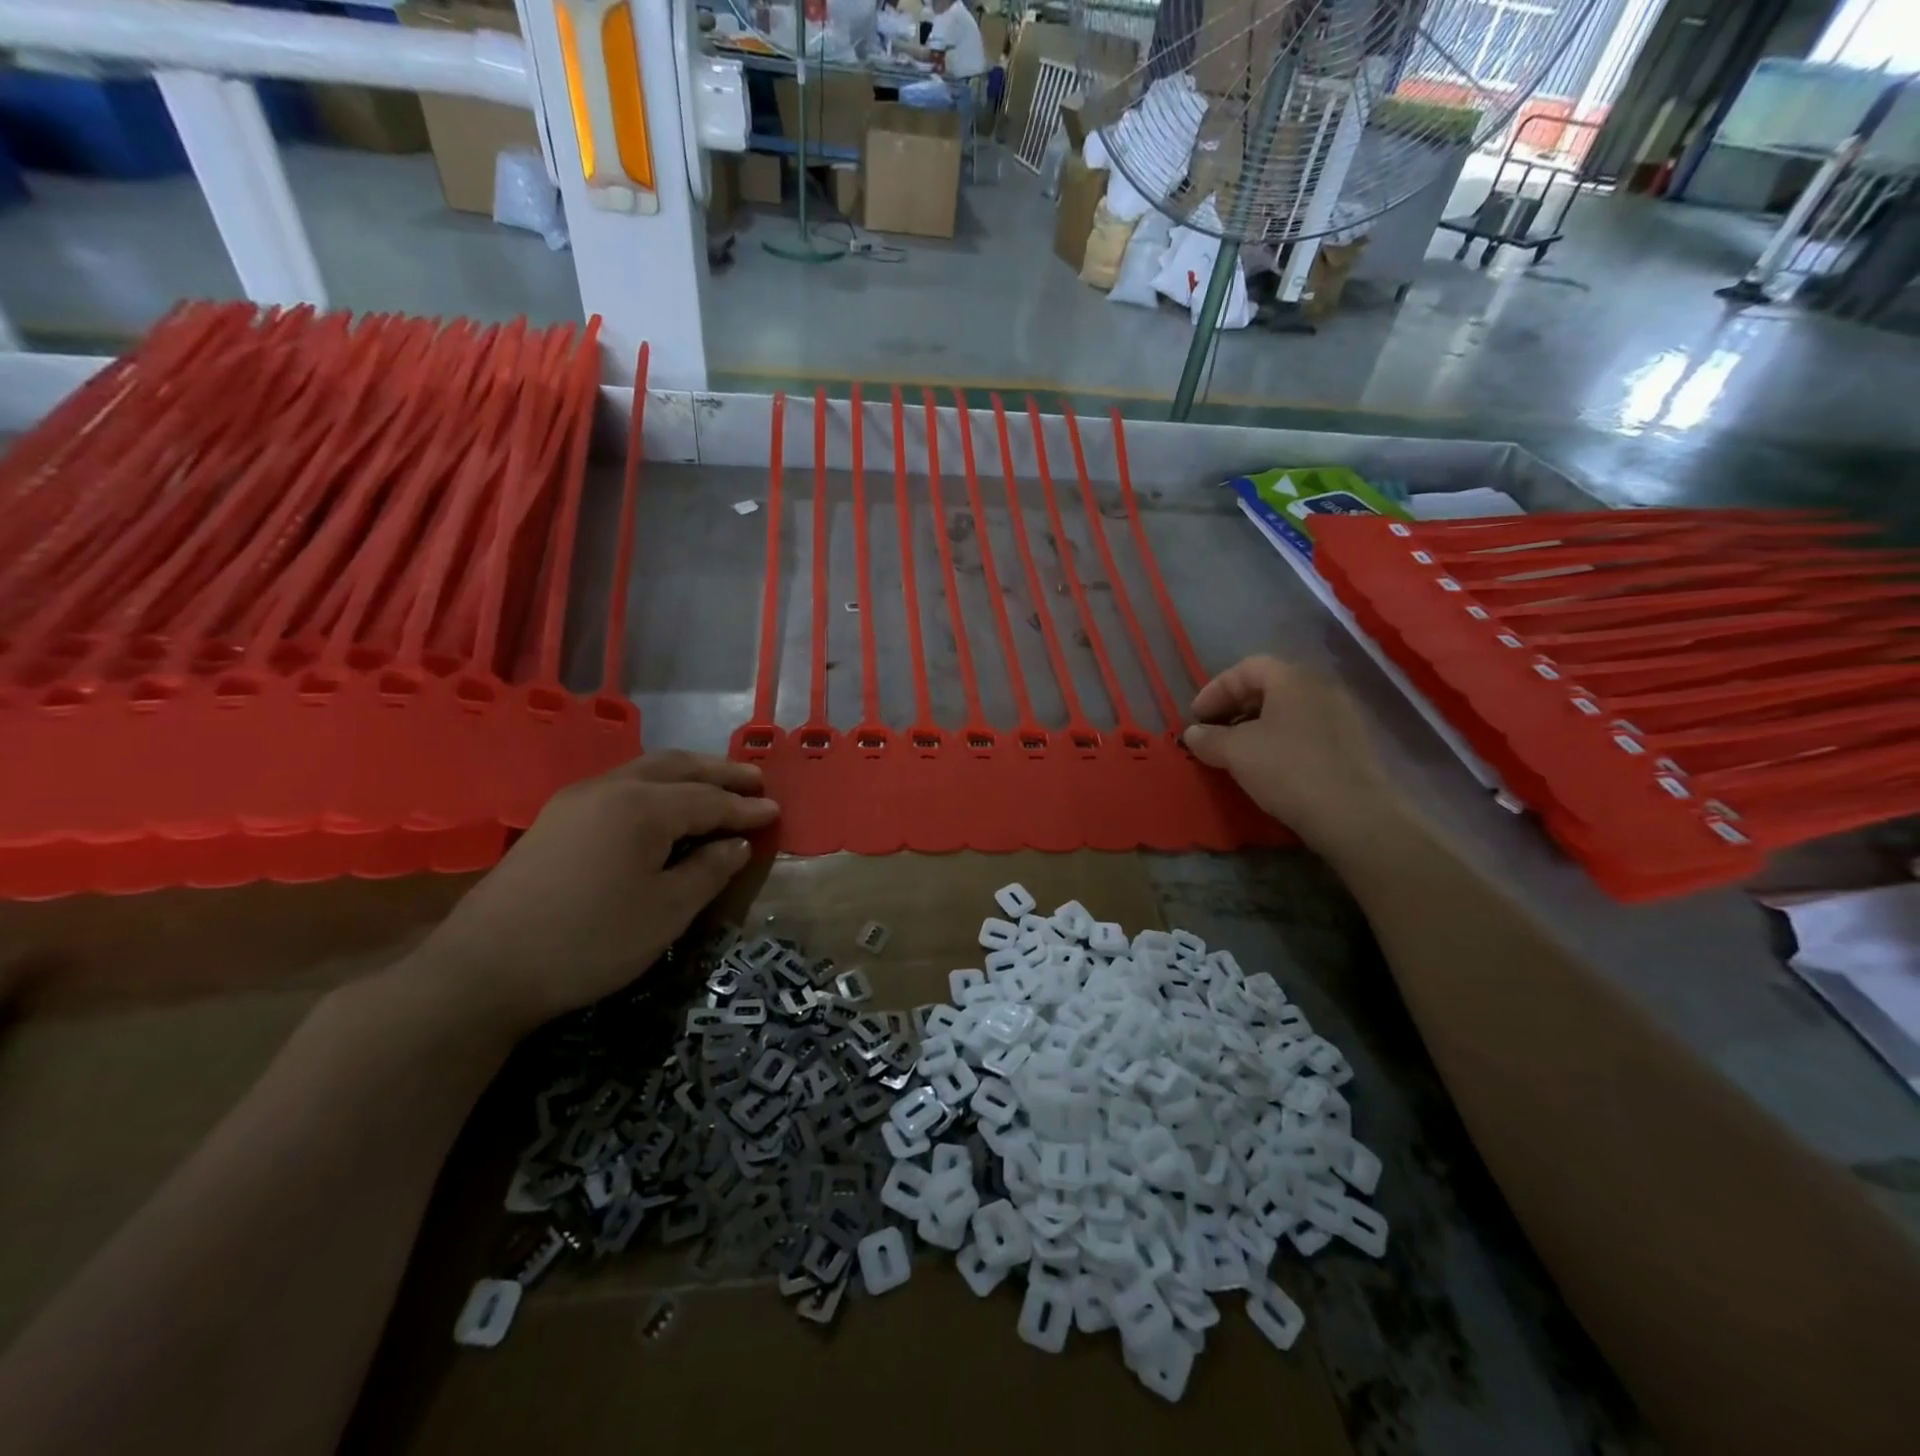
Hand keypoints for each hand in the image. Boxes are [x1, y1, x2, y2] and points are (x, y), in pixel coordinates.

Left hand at [415, 752, 777, 1036]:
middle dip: (719, 772)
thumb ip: (708, 871)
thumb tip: (735, 843)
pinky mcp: (554, 819)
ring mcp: (576, 800)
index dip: (745, 808)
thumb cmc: (589, 941)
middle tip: (754, 781)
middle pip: (676, 767)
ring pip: (644, 771)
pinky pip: (620, 786)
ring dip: (686, 774)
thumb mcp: (666, 912)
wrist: (482, 970)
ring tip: (715, 786)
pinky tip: (662, 806)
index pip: (709, 800)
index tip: (776, 811)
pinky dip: (655, 787)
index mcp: (643, 806)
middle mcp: (610, 788)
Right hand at [1182, 655, 1396, 849]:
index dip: (1215, 690)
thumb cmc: (1287, 770)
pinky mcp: (1351, 744)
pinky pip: (1305, 730)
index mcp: (1293, 678)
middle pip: (1268, 687)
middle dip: (1234, 708)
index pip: (1246, 669)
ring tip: (1236, 752)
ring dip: (1256, 726)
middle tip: (1213, 733)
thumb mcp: (1236, 752)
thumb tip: (1192, 733)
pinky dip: (1280, 740)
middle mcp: (1321, 687)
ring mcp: (1341, 715)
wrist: (1353, 815)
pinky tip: (1267, 766)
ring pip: (1287, 710)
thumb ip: (1208, 738)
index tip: (1195, 718)